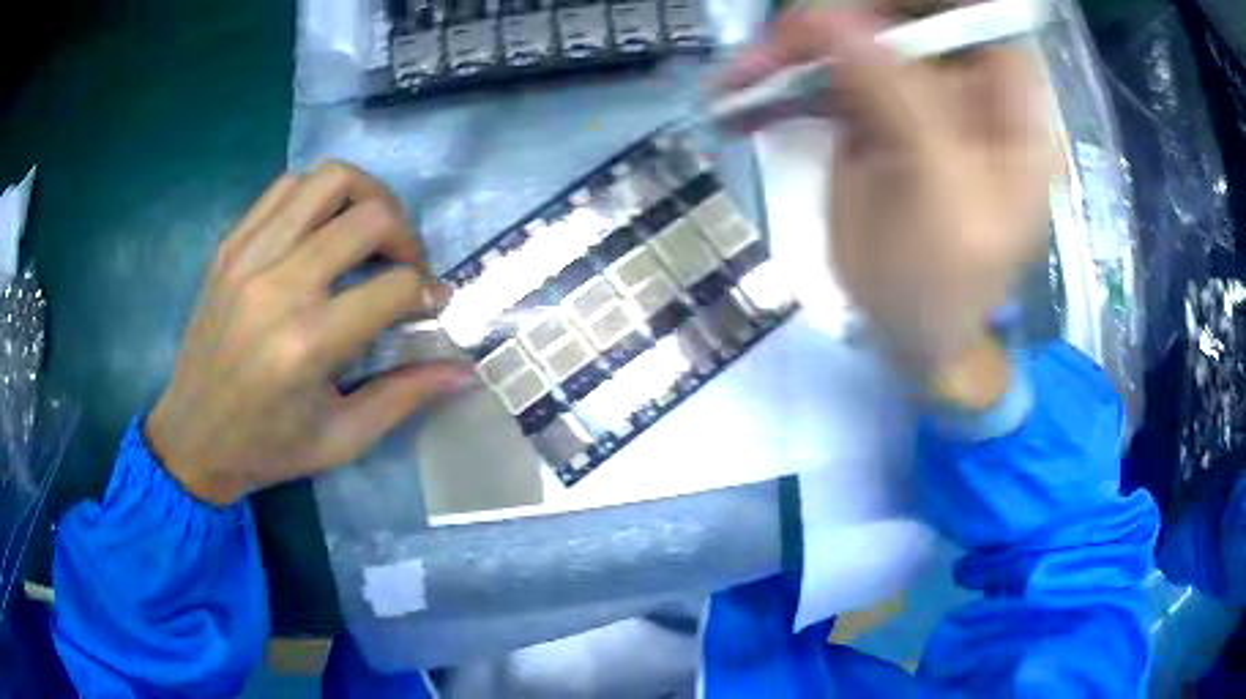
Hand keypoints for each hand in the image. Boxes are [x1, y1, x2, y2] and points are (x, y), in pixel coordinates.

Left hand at [146, 161, 469, 505]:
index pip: (394, 286)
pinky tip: (324, 229)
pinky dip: (319, 196)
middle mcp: (277, 287)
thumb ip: (404, 397)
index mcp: (306, 346)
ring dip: (367, 197)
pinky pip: (287, 188)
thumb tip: (463, 371)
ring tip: (371, 232)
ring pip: (328, 180)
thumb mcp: (341, 439)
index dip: (429, 292)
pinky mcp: (230, 245)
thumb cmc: (267, 449)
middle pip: (369, 217)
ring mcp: (248, 257)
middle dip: (407, 236)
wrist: (191, 437)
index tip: (433, 305)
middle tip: (407, 265)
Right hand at [725, 5, 1053, 401]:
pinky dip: (781, 79)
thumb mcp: (941, 196)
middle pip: (908, 18)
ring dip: (795, 48)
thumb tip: (833, 17)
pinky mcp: (872, 112)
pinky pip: (824, 74)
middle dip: (843, 17)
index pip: (983, 17)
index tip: (859, 7)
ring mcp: (915, 96)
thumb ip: (900, 100)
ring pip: (855, 38)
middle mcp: (967, 89)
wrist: (907, 335)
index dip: (930, 3)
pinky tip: (741, 96)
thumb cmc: (944, 287)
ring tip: (744, 76)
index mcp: (1011, 111)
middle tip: (784, 40)